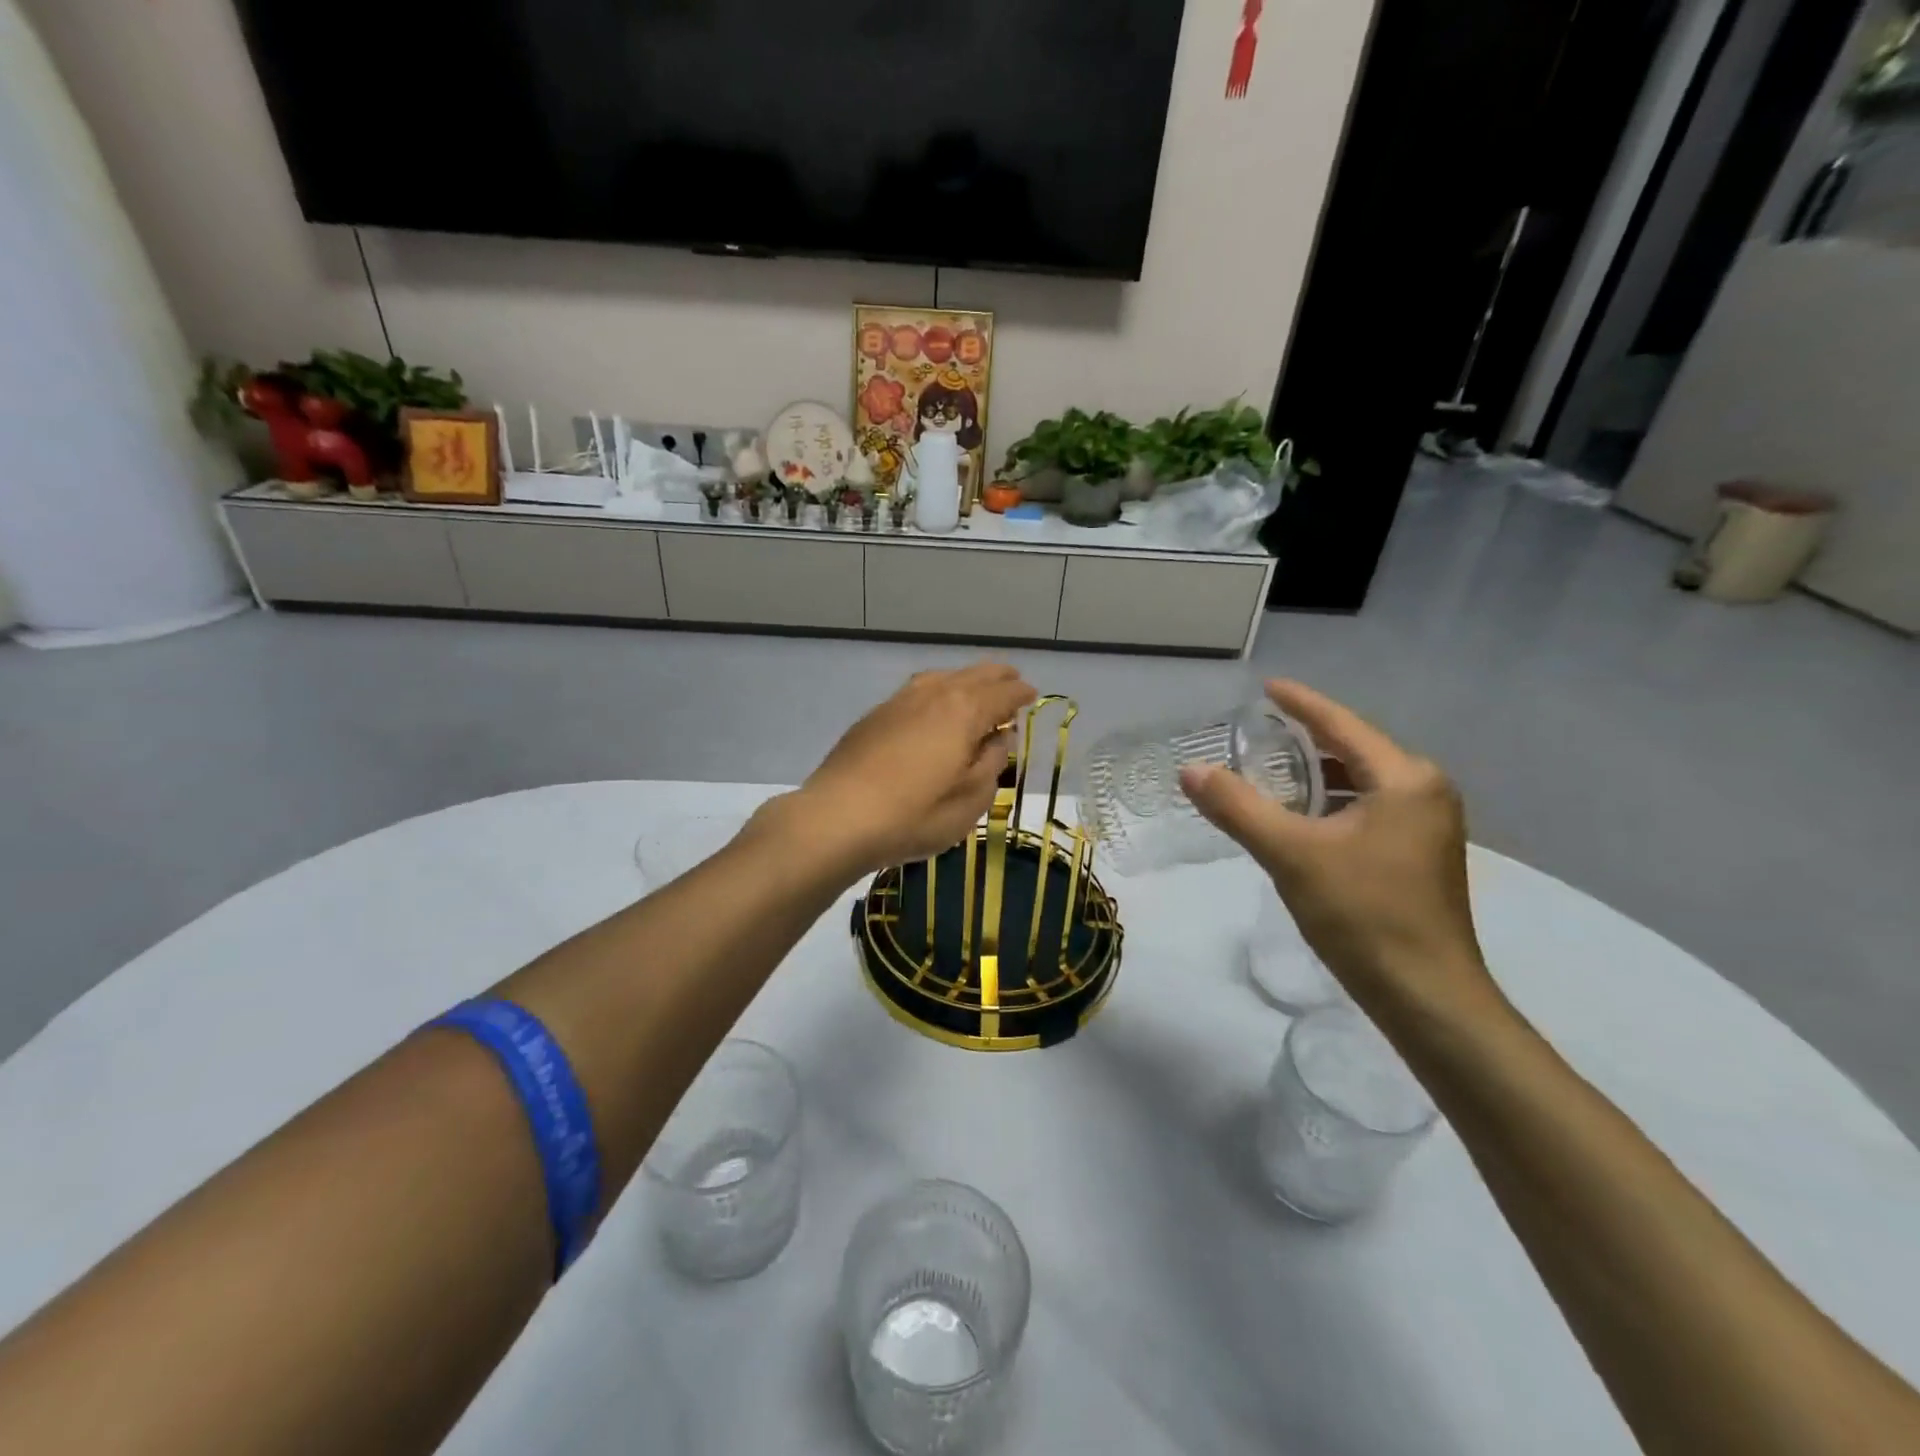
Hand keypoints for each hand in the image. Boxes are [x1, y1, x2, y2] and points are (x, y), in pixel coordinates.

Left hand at [788, 663, 1037, 874]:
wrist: (837, 817)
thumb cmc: (914, 816)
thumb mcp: (970, 800)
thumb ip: (991, 763)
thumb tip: (999, 738)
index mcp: (964, 711)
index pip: (1002, 694)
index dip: (1020, 694)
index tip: (1032, 695)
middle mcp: (933, 695)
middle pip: (972, 676)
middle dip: (996, 677)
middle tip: (1012, 681)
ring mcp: (899, 702)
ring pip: (942, 677)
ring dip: (965, 679)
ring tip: (975, 689)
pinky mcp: (874, 716)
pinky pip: (917, 690)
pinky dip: (937, 689)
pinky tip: (933, 706)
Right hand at [1180, 681, 1500, 1021]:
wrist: (1426, 995)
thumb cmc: (1363, 914)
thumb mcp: (1292, 854)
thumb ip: (1238, 807)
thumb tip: (1191, 770)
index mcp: (1404, 779)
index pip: (1342, 725)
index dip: (1301, 704)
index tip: (1268, 686)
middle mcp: (1424, 791)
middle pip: (1353, 750)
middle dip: (1305, 739)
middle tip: (1256, 732)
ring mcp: (1427, 825)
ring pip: (1360, 782)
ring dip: (1316, 775)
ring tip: (1268, 769)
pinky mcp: (1419, 854)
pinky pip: (1368, 808)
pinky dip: (1330, 803)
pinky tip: (1300, 815)